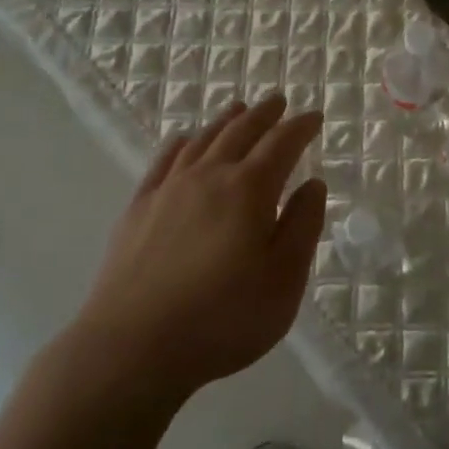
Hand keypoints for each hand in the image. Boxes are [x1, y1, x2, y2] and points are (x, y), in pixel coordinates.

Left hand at [74, 95, 327, 401]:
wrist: (133, 346)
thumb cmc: (223, 319)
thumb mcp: (284, 280)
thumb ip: (302, 227)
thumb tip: (313, 184)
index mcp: (250, 191)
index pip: (282, 144)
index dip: (300, 127)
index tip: (314, 117)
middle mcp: (209, 177)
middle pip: (240, 132)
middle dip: (264, 114)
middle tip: (278, 101)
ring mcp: (169, 190)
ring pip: (202, 140)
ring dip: (225, 121)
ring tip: (238, 109)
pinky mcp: (139, 209)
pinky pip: (164, 161)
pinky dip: (181, 143)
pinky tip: (185, 140)